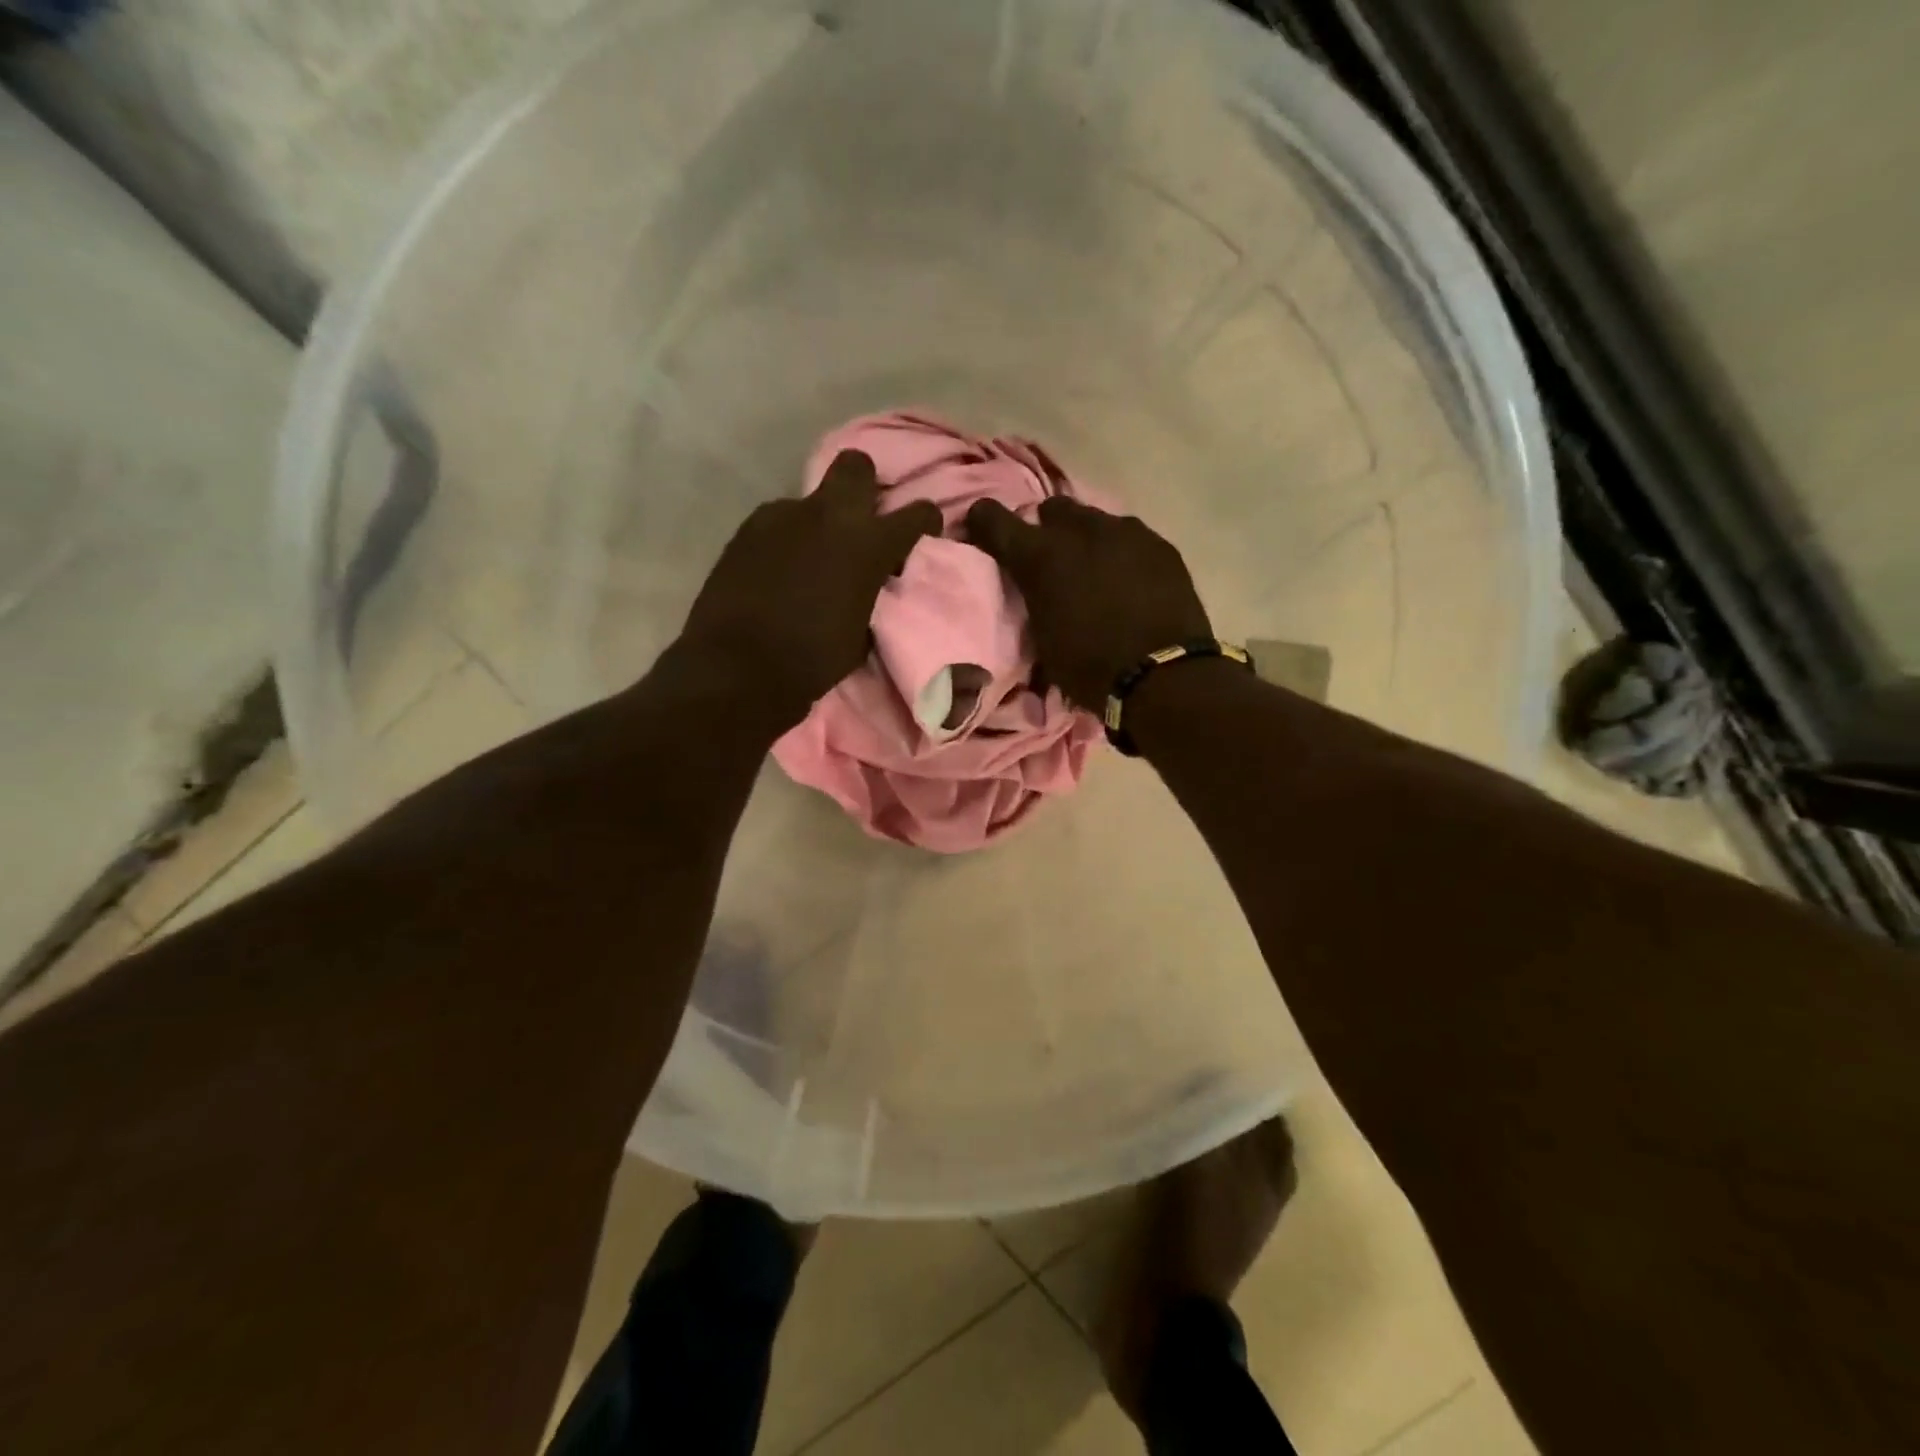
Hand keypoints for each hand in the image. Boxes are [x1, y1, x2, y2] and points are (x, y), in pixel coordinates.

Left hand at [681, 450, 939, 725]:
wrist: (740, 667)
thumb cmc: (814, 659)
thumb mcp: (864, 631)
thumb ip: (873, 592)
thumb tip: (871, 583)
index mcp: (869, 544)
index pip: (918, 512)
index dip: (925, 522)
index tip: (919, 539)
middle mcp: (830, 515)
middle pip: (857, 466)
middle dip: (864, 486)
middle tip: (860, 523)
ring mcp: (784, 515)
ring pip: (812, 500)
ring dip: (819, 522)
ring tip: (809, 559)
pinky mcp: (748, 527)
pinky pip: (778, 521)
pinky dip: (786, 539)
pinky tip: (777, 570)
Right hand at [965, 496, 1211, 710]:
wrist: (1163, 677)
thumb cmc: (1090, 669)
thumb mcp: (1042, 639)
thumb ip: (1032, 599)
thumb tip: (1030, 587)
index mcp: (1041, 556)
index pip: (993, 519)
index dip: (983, 521)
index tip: (980, 529)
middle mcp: (1080, 531)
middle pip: (1052, 509)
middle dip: (1046, 529)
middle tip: (1051, 560)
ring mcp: (1126, 533)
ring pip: (1094, 520)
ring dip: (1086, 540)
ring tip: (1095, 571)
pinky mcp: (1160, 545)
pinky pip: (1130, 538)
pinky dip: (1121, 554)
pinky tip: (1128, 581)